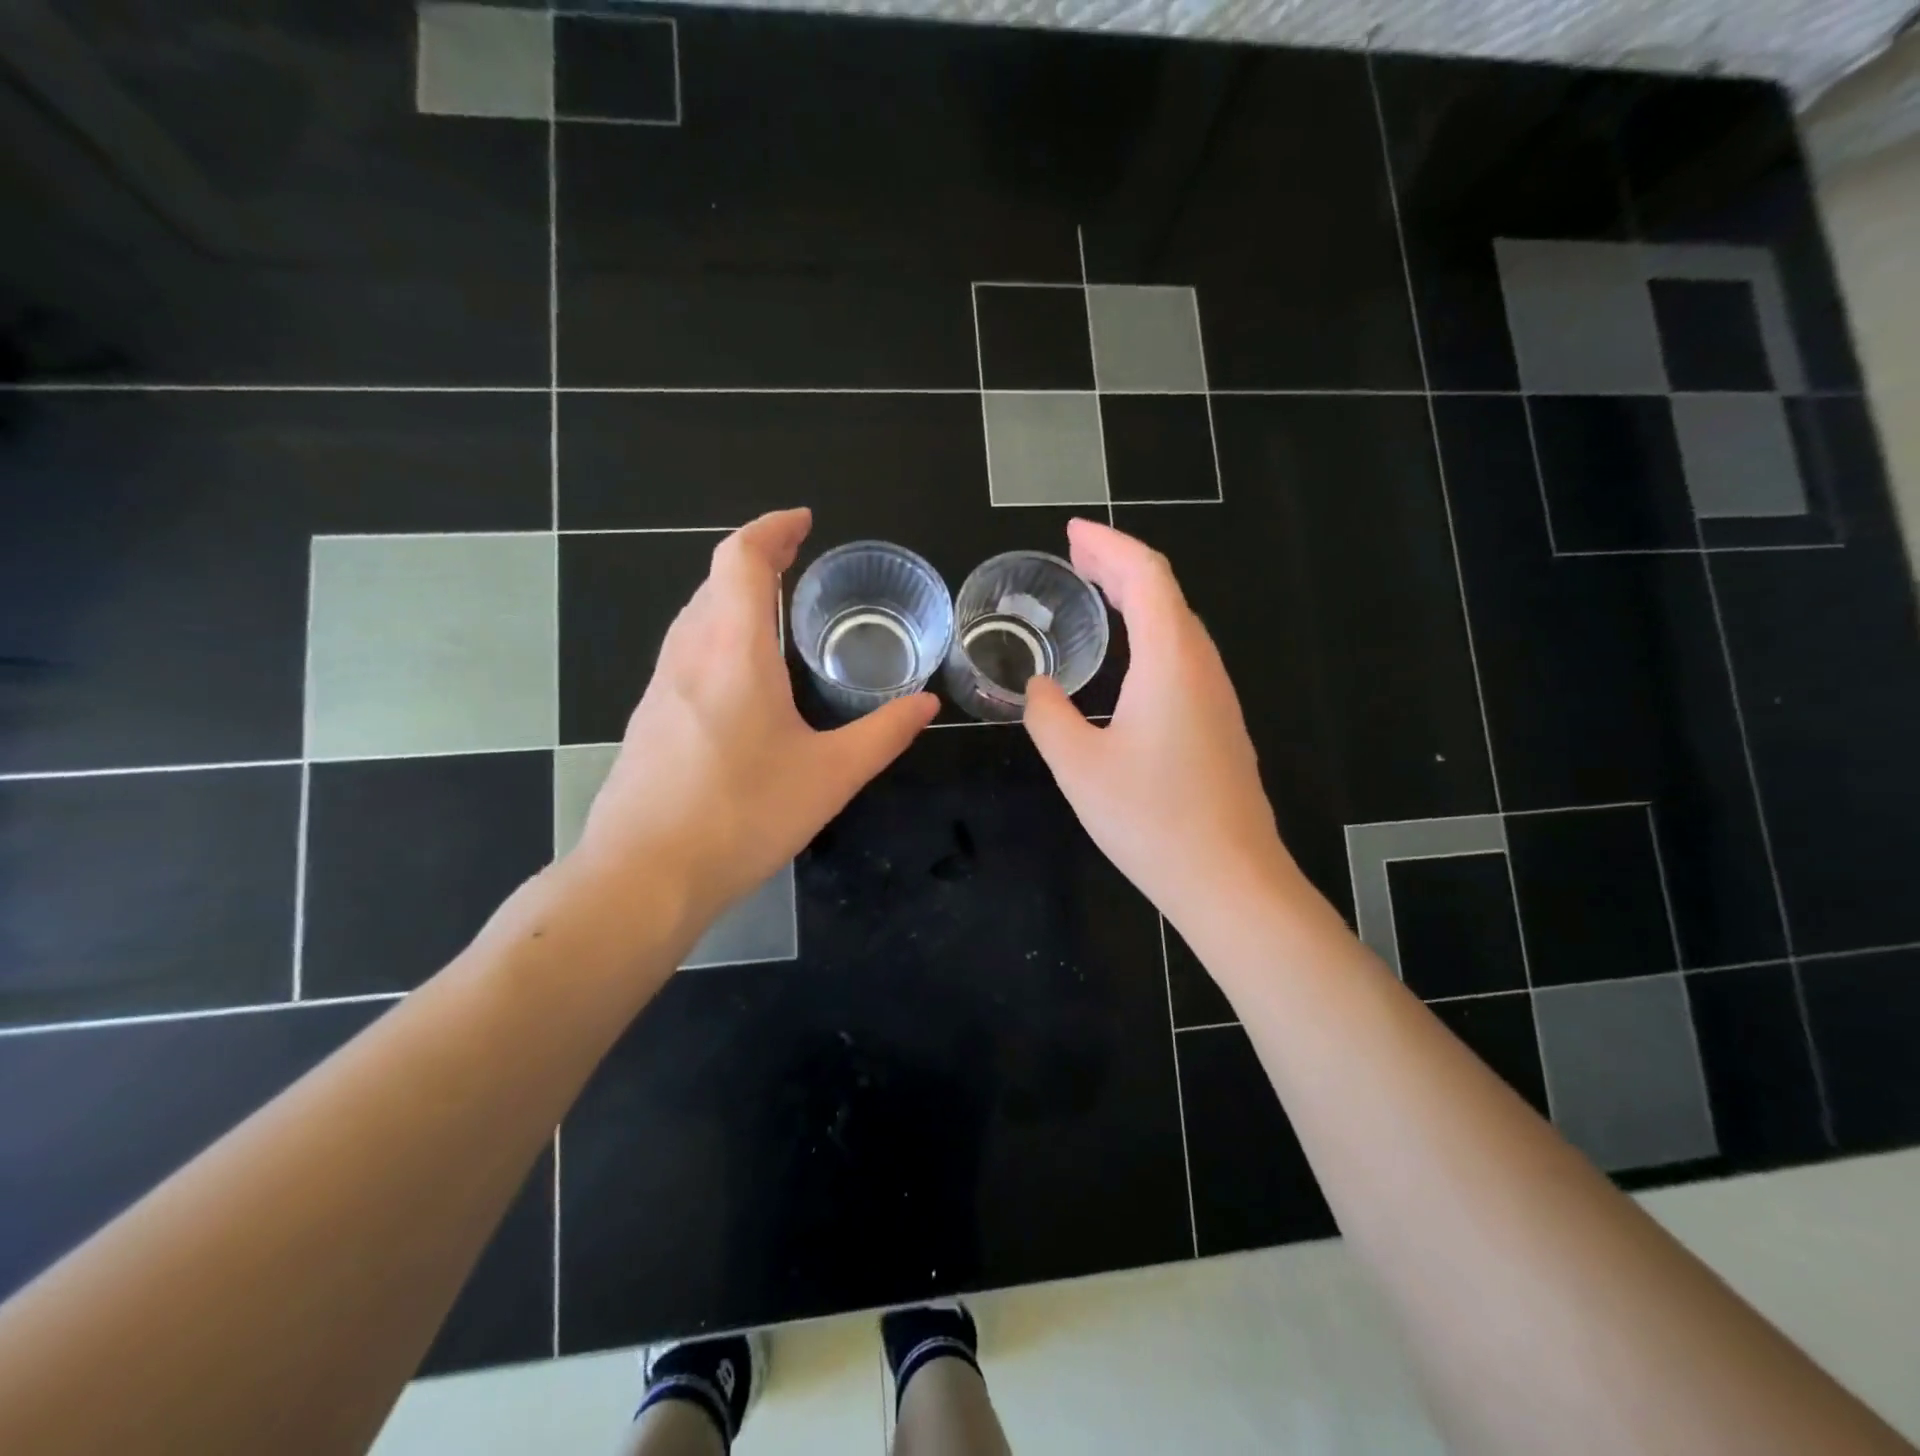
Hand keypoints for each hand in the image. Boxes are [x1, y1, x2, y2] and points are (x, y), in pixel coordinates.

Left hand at [570, 508, 937, 928]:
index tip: (803, 522)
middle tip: (799, 560)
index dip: (771, 529)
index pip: (741, 559)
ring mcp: (660, 687)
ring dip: (732, 596)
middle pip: (714, 580)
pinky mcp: (649, 719)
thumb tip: (927, 703)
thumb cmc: (743, 816)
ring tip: (775, 610)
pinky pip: (686, 653)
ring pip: (695, 616)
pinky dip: (717, 635)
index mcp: (733, 651)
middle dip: (756, 558)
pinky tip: (742, 677)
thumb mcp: (831, 776)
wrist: (644, 877)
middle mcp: (689, 655)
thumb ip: (884, 733)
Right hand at [1023, 519, 1293, 925]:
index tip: (1072, 533)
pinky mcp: (1219, 724)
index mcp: (1170, 661)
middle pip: (1165, 593)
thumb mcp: (1078, 765)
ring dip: (1138, 599)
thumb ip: (1048, 715)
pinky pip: (1183, 657)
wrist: (1229, 879)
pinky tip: (1128, 657)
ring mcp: (1217, 696)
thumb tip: (1038, 687)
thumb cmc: (1151, 819)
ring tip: (1097, 592)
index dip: (1108, 546)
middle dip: (1119, 565)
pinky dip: (1150, 634)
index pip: (1146, 576)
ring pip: (1178, 625)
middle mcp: (1201, 666)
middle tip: (1075, 555)